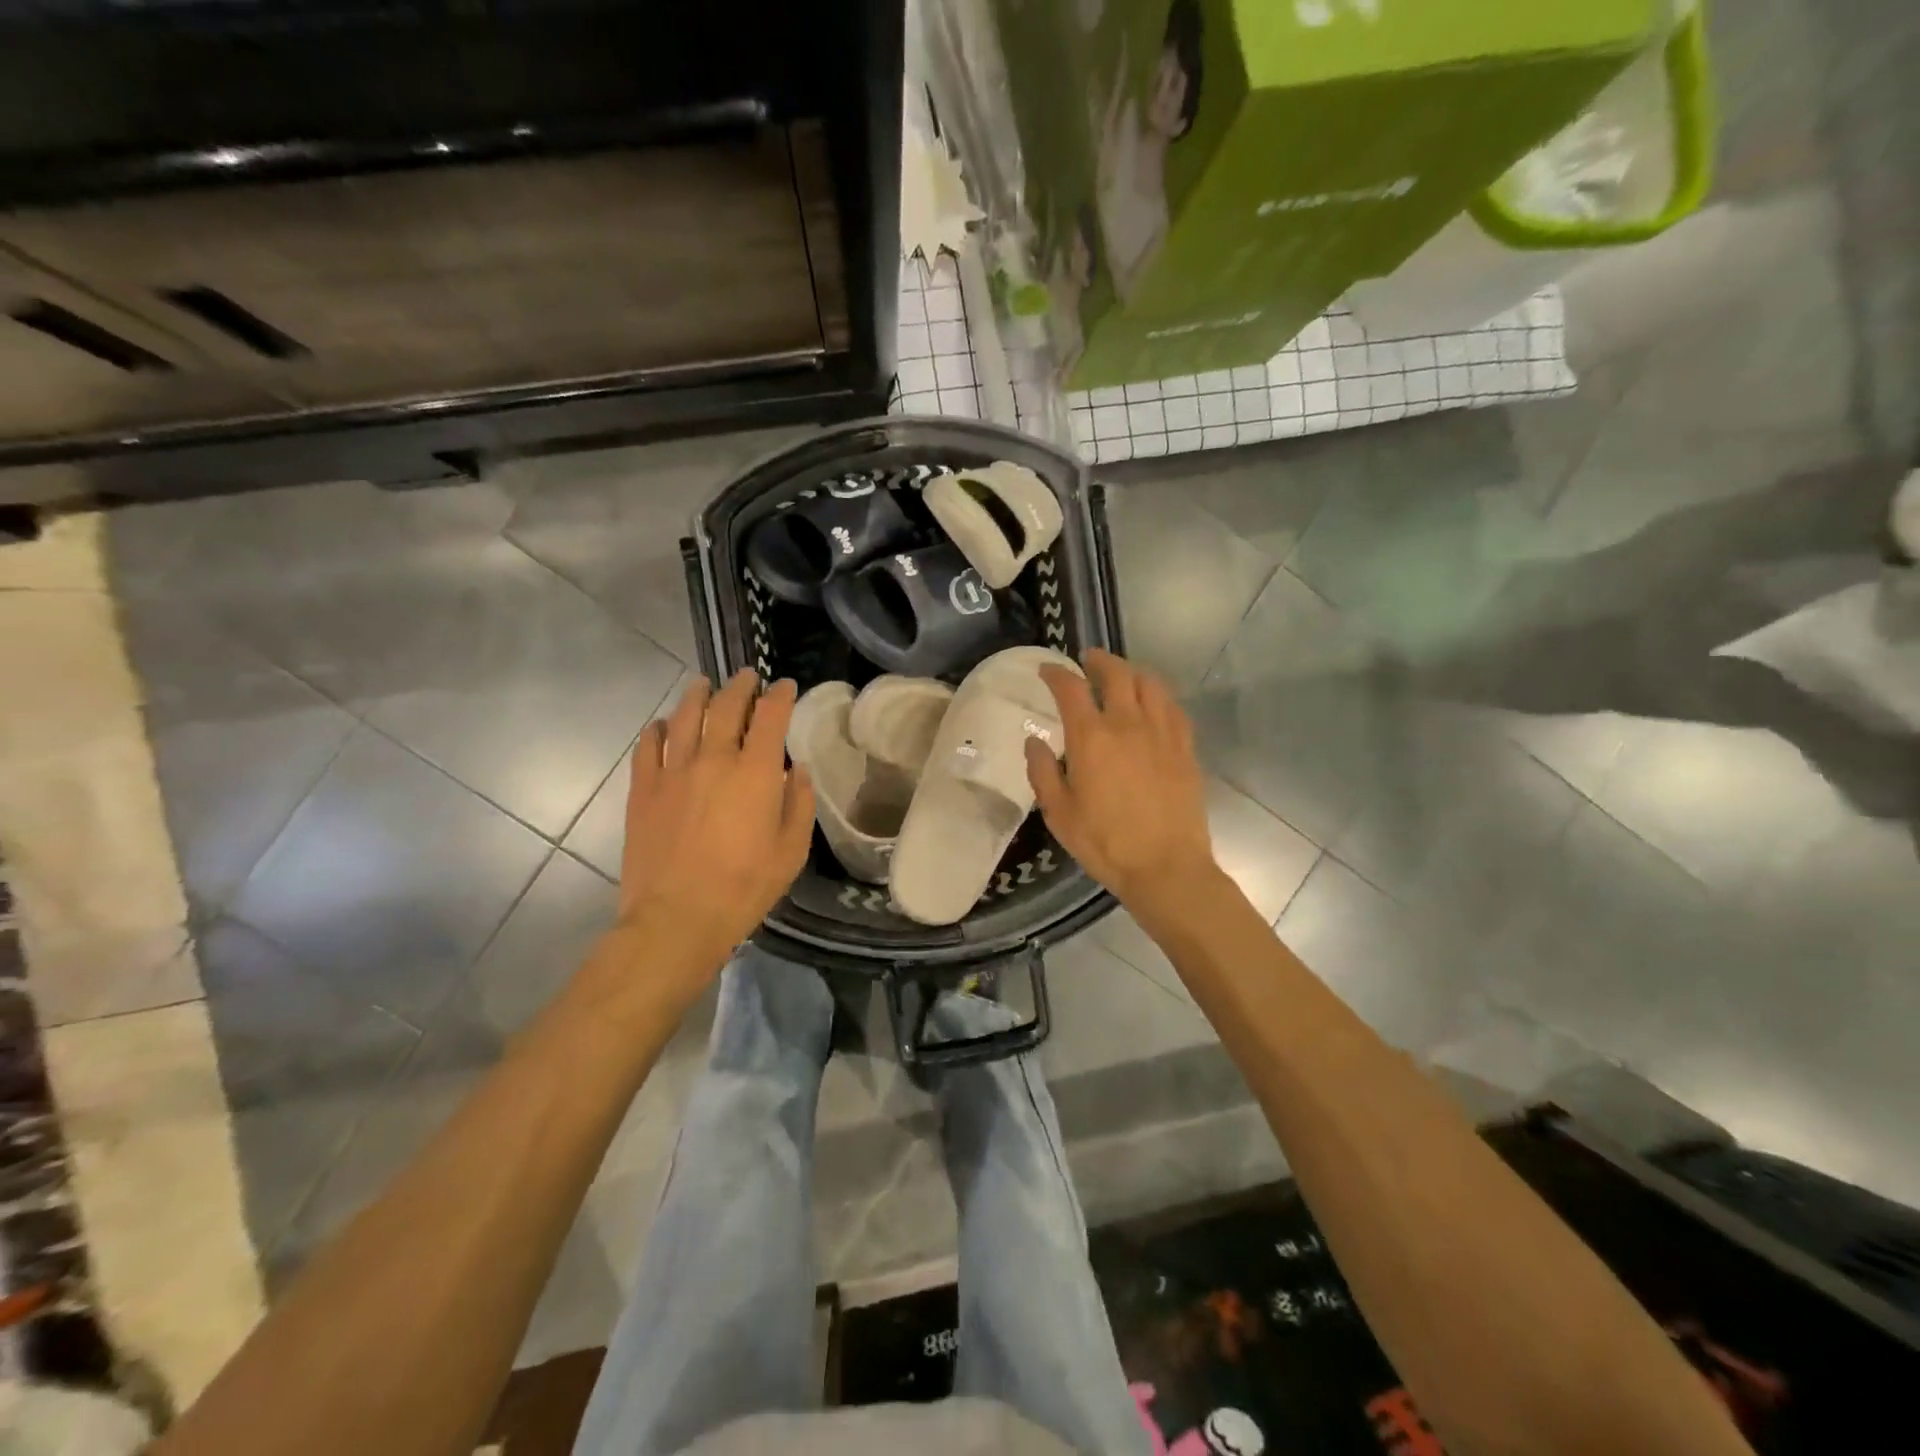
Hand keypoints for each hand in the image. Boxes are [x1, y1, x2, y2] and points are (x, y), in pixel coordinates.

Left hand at [617, 671, 814, 978]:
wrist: (676, 918)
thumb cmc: (744, 887)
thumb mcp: (791, 850)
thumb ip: (799, 803)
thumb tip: (797, 770)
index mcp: (755, 772)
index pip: (770, 717)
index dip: (780, 696)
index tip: (784, 686)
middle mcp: (714, 759)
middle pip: (726, 707)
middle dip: (740, 687)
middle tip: (747, 678)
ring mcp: (673, 771)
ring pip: (685, 717)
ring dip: (698, 695)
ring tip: (704, 685)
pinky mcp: (643, 789)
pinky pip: (648, 746)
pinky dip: (658, 729)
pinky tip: (663, 725)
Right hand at [1026, 649, 1216, 910]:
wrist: (1166, 867)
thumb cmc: (1105, 843)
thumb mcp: (1059, 813)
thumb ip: (1042, 772)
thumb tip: (1034, 742)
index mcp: (1091, 738)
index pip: (1071, 689)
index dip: (1056, 674)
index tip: (1047, 670)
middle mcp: (1128, 724)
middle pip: (1116, 674)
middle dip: (1099, 660)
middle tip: (1088, 660)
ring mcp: (1162, 733)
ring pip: (1150, 684)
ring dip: (1131, 671)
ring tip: (1121, 675)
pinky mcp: (1185, 749)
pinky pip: (1173, 708)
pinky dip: (1158, 696)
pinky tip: (1154, 704)